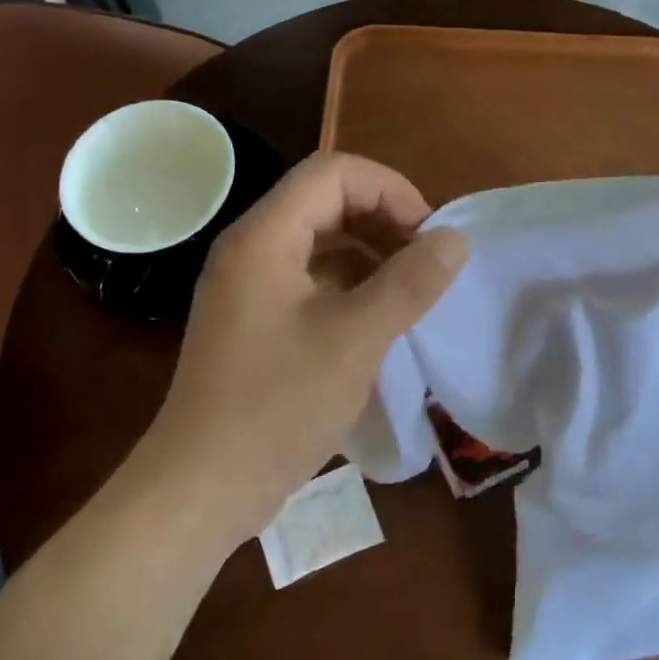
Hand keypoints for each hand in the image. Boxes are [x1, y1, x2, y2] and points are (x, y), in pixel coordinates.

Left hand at [145, 152, 467, 535]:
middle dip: (384, 222)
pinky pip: (310, 284)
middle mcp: (251, 251)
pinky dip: (351, 290)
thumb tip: (455, 240)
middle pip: (325, 203)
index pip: (333, 173)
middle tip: (427, 266)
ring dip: (371, 258)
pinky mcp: (255, 325)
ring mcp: (249, 290)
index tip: (429, 237)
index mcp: (265, 237)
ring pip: (320, 246)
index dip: (390, 191)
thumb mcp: (355, 340)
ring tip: (412, 295)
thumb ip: (409, 282)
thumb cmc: (278, 405)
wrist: (203, 486)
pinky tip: (379, 325)